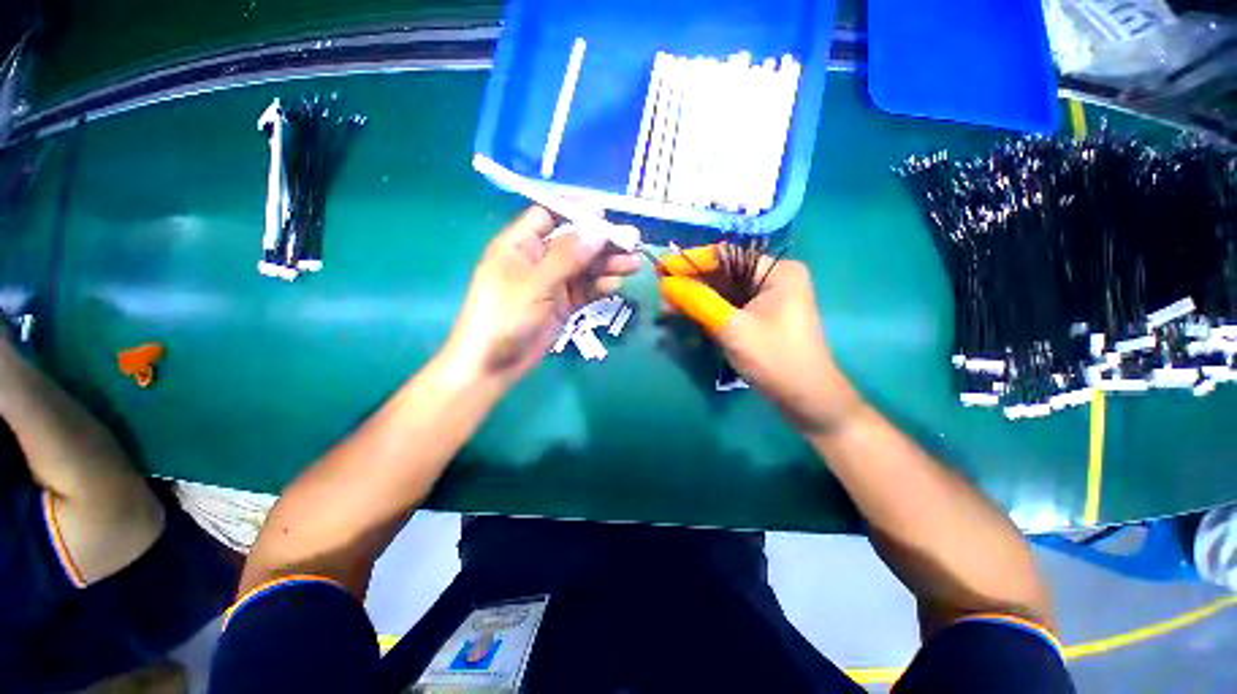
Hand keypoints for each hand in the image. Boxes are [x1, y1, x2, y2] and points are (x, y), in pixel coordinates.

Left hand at [441, 206, 639, 386]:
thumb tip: (597, 230)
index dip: (576, 211)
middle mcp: (537, 260)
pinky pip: (584, 290)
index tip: (606, 214)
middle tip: (633, 241)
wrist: (493, 365)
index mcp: (520, 245)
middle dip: (601, 241)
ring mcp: (551, 284)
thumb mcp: (535, 284)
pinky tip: (616, 286)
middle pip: (574, 243)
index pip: (549, 215)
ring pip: (583, 268)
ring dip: (607, 265)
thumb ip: (567, 257)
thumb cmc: (505, 317)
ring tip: (633, 265)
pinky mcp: (561, 305)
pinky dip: (599, 287)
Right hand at [659, 246, 861, 433]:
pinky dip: (707, 311)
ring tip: (667, 306)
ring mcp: (768, 299)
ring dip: (696, 298)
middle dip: (691, 283)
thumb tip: (666, 283)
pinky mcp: (761, 317)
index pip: (726, 256)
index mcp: (777, 271)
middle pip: (724, 273)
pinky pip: (729, 306)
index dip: (691, 261)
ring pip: (724, 291)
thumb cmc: (775, 360)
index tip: (661, 269)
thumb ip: (698, 302)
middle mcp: (774, 278)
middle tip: (661, 291)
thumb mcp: (732, 328)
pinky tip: (686, 315)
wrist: (807, 400)